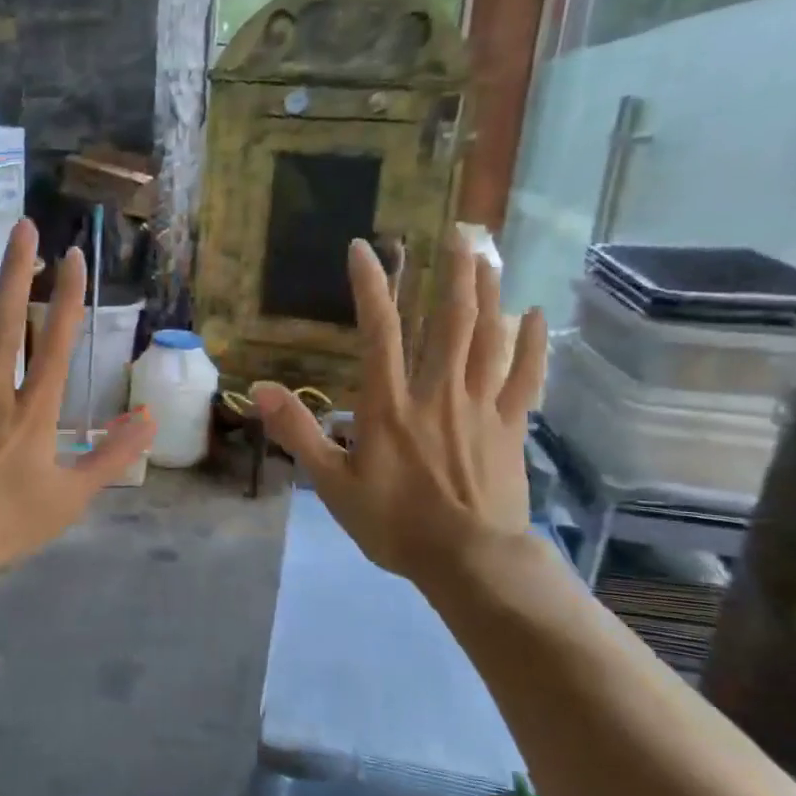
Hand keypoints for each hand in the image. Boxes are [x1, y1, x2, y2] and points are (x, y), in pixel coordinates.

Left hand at [0, 219, 154, 582]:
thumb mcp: (71, 497)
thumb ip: (112, 456)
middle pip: (6, 321)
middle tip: (23, 227)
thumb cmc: (6, 524)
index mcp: (33, 410)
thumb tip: (150, 419)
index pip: (58, 342)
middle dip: (18, 271)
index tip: (74, 257)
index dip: (69, 297)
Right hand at [252, 233, 546, 598]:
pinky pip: (524, 376)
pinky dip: (531, 344)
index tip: (363, 248)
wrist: (468, 561)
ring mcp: (480, 407)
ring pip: (488, 338)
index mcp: (390, 405)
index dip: (370, 286)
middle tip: (456, 234)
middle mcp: (437, 393)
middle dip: (451, 274)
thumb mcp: (332, 484)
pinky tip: (536, 315)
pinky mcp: (510, 427)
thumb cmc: (394, 524)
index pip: (379, 332)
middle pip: (450, 322)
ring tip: (488, 257)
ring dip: (488, 294)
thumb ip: (298, 433)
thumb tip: (259, 388)